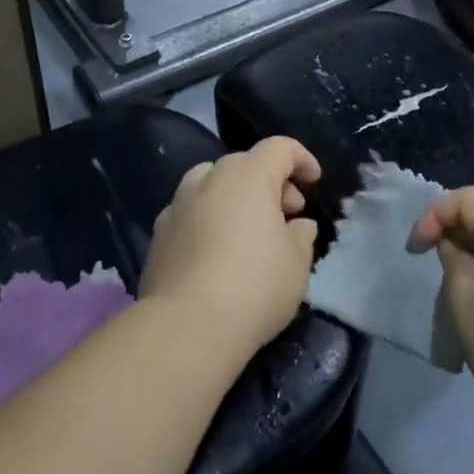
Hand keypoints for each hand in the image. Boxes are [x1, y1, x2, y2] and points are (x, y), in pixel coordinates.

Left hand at [140, 137, 321, 358]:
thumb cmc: (255, 286)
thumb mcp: (296, 264)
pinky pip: (191, 212)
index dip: (301, 159)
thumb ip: (301, 237)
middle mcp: (211, 178)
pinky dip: (208, 219)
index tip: (314, 181)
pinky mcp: (159, 233)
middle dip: (270, 182)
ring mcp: (179, 203)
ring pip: (212, 183)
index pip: (279, 148)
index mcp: (249, 175)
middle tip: (287, 215)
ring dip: (235, 196)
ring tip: (248, 229)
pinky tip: (216, 251)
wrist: (186, 326)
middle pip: (245, 164)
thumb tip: (298, 225)